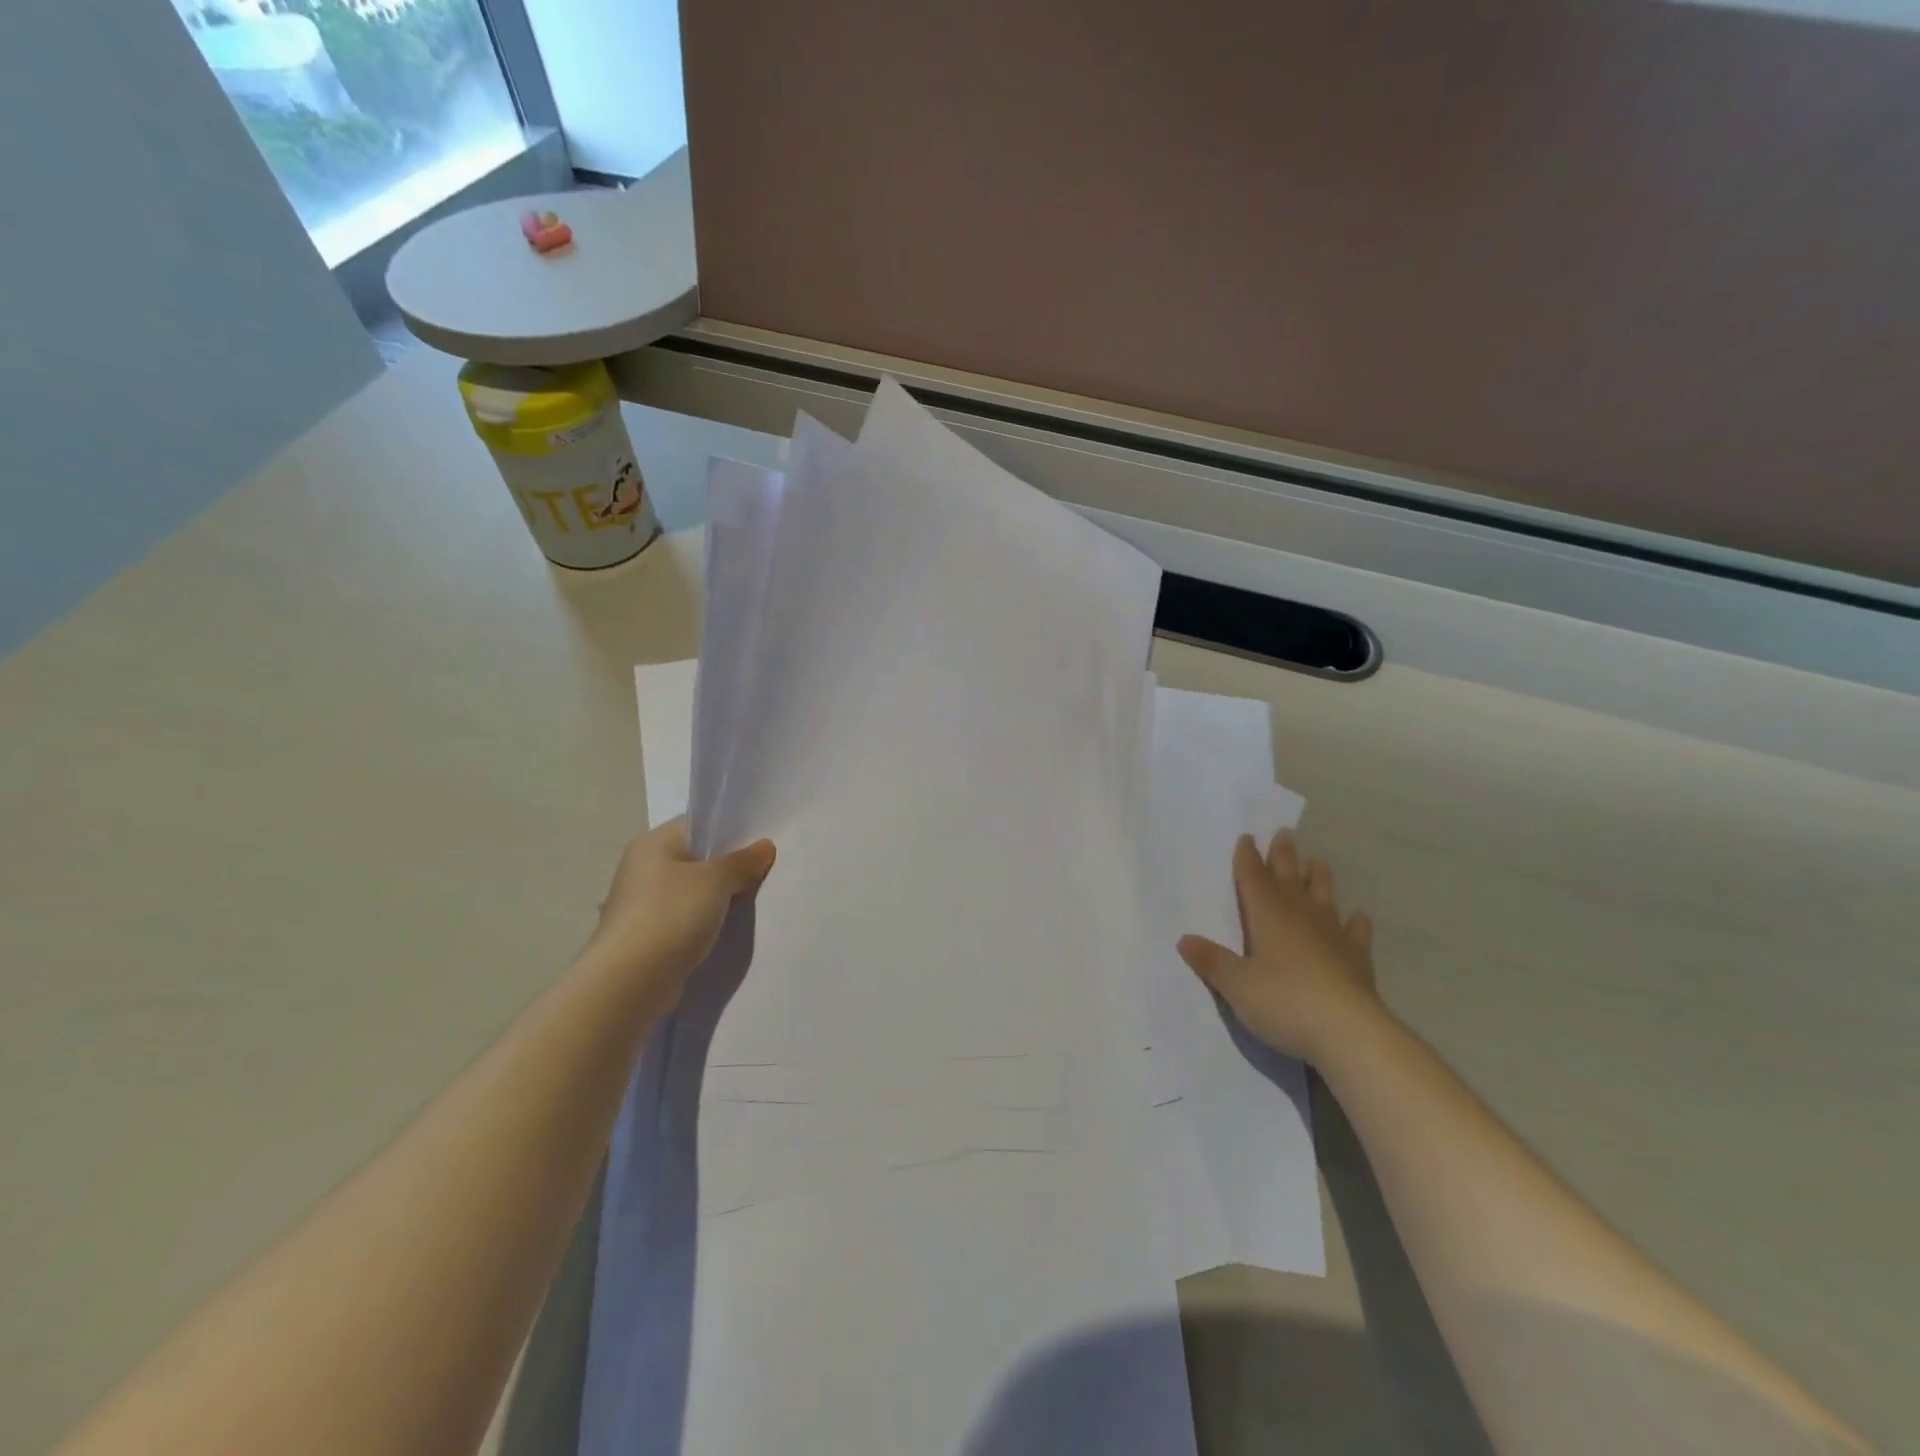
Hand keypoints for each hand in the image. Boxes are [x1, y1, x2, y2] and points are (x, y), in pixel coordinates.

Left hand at [584, 818, 775, 1007]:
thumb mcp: (717, 879)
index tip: (760, 841)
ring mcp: (641, 903)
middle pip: (695, 857)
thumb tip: (764, 846)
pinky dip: (703, 920)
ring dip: (717, 896)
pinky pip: (684, 917)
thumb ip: (743, 860)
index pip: (697, 824)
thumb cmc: (672, 915)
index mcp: (652, 843)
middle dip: (727, 865)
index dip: (729, 829)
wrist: (630, 981)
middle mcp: (642, 868)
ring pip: (691, 890)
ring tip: (750, 900)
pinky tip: (724, 928)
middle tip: (762, 871)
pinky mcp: (646, 934)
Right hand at [1177, 829, 1383, 1063]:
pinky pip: (1355, 933)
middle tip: (1284, 834)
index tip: (1247, 838)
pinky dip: (1355, 923)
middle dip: (1283, 857)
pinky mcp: (1357, 960)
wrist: (1349, 1033)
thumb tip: (1184, 940)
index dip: (1247, 859)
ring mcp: (1332, 937)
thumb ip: (1212, 962)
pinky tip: (1358, 917)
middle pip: (1288, 879)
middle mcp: (1300, 917)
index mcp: (1267, 917)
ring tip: (1317, 861)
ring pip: (1323, 897)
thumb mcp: (1236, 985)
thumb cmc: (1284, 1002)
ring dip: (1318, 879)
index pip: (1253, 879)